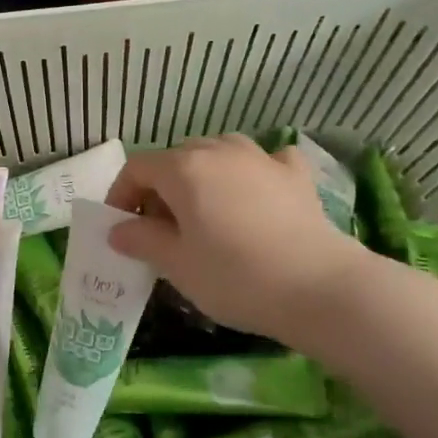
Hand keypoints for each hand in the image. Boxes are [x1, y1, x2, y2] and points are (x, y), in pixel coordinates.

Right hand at [104, 134, 375, 344]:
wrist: (320, 287)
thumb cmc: (235, 276)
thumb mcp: (176, 265)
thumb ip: (141, 240)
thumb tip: (117, 229)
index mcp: (183, 168)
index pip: (137, 168)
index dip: (121, 195)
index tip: (121, 228)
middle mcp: (219, 150)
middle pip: (175, 159)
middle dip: (160, 189)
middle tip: (161, 230)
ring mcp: (261, 157)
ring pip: (217, 154)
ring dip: (202, 178)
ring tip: (206, 214)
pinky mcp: (295, 174)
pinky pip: (262, 162)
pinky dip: (251, 174)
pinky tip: (256, 196)